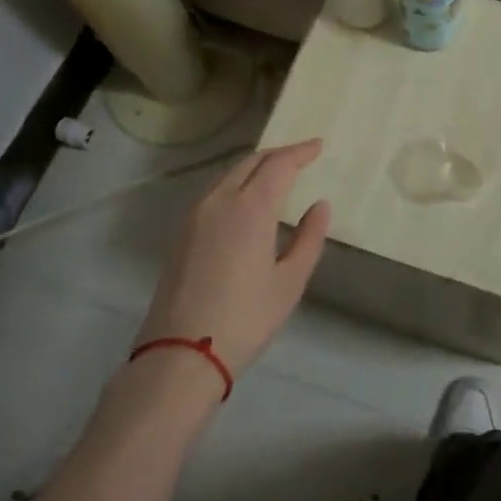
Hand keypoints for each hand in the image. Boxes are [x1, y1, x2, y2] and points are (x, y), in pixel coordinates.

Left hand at [134, 140, 331, 379]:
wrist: (181, 354)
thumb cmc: (245, 318)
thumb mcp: (290, 281)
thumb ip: (309, 238)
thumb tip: (320, 206)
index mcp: (250, 208)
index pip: (278, 164)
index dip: (300, 152)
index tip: (318, 146)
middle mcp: (219, 201)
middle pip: (251, 162)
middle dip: (278, 154)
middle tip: (302, 156)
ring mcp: (195, 216)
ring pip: (229, 174)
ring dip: (255, 167)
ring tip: (277, 174)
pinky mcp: (181, 233)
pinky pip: (214, 192)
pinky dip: (236, 183)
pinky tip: (247, 199)